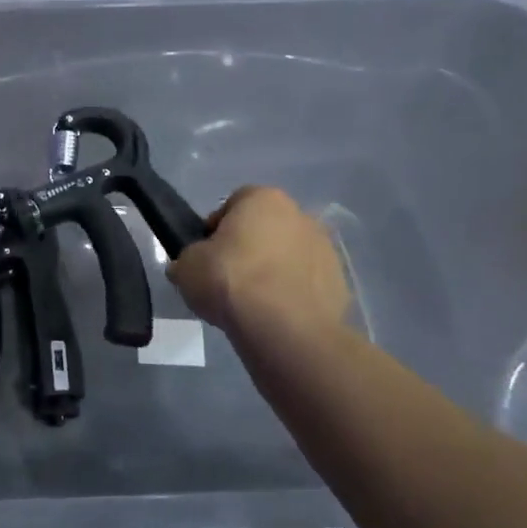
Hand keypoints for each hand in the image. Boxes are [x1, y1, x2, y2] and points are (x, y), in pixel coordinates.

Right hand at [168, 186, 352, 339]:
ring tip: (252, 305)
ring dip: (273, 272)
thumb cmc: (231, 281)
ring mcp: (325, 249)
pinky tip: (275, 318)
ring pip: (288, 256)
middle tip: (227, 279)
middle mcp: (300, 214)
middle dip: (248, 249)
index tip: (205, 256)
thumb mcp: (186, 266)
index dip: (215, 229)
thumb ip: (189, 259)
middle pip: (265, 229)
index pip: (233, 204)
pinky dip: (292, 296)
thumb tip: (189, 266)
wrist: (285, 328)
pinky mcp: (339, 283)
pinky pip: (306, 285)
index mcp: (263, 198)